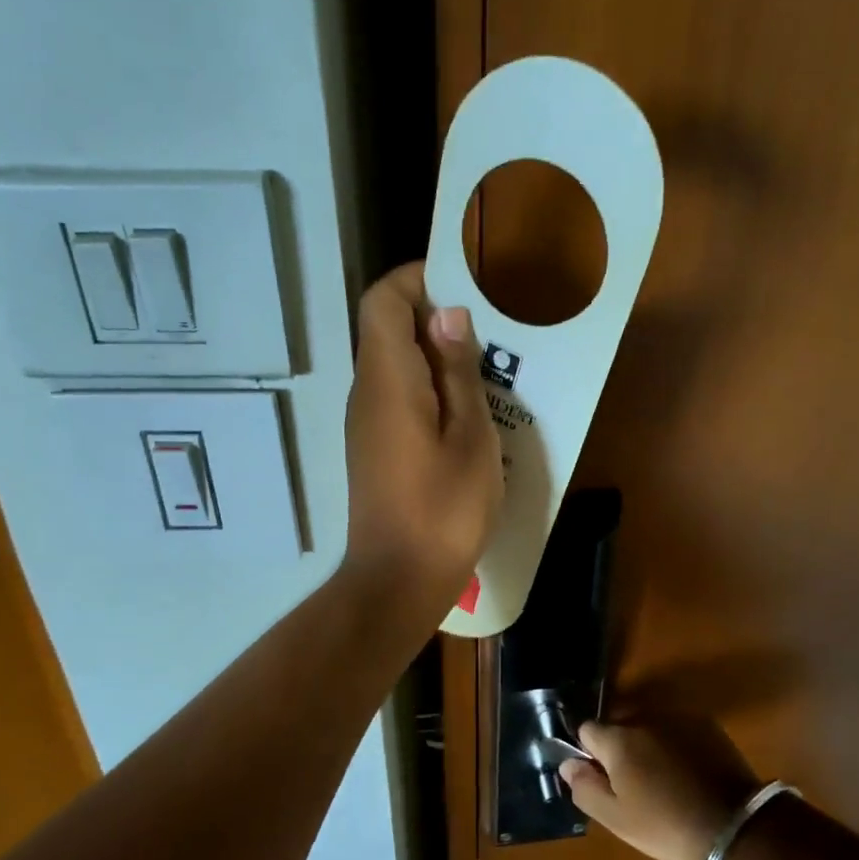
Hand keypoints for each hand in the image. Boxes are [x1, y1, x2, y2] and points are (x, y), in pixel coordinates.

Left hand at [342, 262, 503, 618]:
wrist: (397, 580)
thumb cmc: (443, 510)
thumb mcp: (470, 438)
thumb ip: (458, 373)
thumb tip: (447, 315)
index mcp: (387, 380)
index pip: (383, 300)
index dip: (417, 279)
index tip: (464, 284)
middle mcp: (366, 392)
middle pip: (388, 329)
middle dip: (436, 317)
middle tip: (492, 331)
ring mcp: (366, 423)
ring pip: (396, 365)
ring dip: (437, 357)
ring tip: (489, 371)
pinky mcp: (374, 449)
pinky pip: (398, 398)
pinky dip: (429, 389)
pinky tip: (468, 414)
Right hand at [559, 719, 762, 859]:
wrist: (737, 825)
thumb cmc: (668, 826)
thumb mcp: (617, 820)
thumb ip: (585, 788)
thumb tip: (567, 764)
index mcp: (618, 740)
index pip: (587, 729)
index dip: (589, 753)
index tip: (603, 778)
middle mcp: (645, 718)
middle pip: (618, 725)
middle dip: (619, 747)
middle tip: (634, 784)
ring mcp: (678, 718)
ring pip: (648, 725)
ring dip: (647, 744)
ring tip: (664, 779)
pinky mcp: (706, 724)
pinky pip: (676, 728)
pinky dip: (674, 743)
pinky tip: (687, 772)